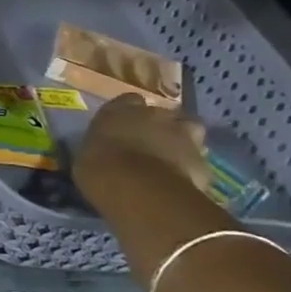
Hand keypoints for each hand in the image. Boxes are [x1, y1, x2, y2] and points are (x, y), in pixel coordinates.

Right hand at [75, 93, 209, 207]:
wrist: (139, 190)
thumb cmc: (99, 168)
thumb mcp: (86, 153)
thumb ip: (101, 145)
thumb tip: (104, 149)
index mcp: (121, 109)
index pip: (129, 100)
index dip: (129, 113)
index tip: (124, 127)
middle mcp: (155, 114)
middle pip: (163, 114)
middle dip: (159, 127)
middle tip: (149, 144)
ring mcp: (184, 135)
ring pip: (188, 132)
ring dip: (181, 142)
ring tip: (171, 160)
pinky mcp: (204, 161)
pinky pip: (198, 161)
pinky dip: (191, 169)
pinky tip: (181, 182)